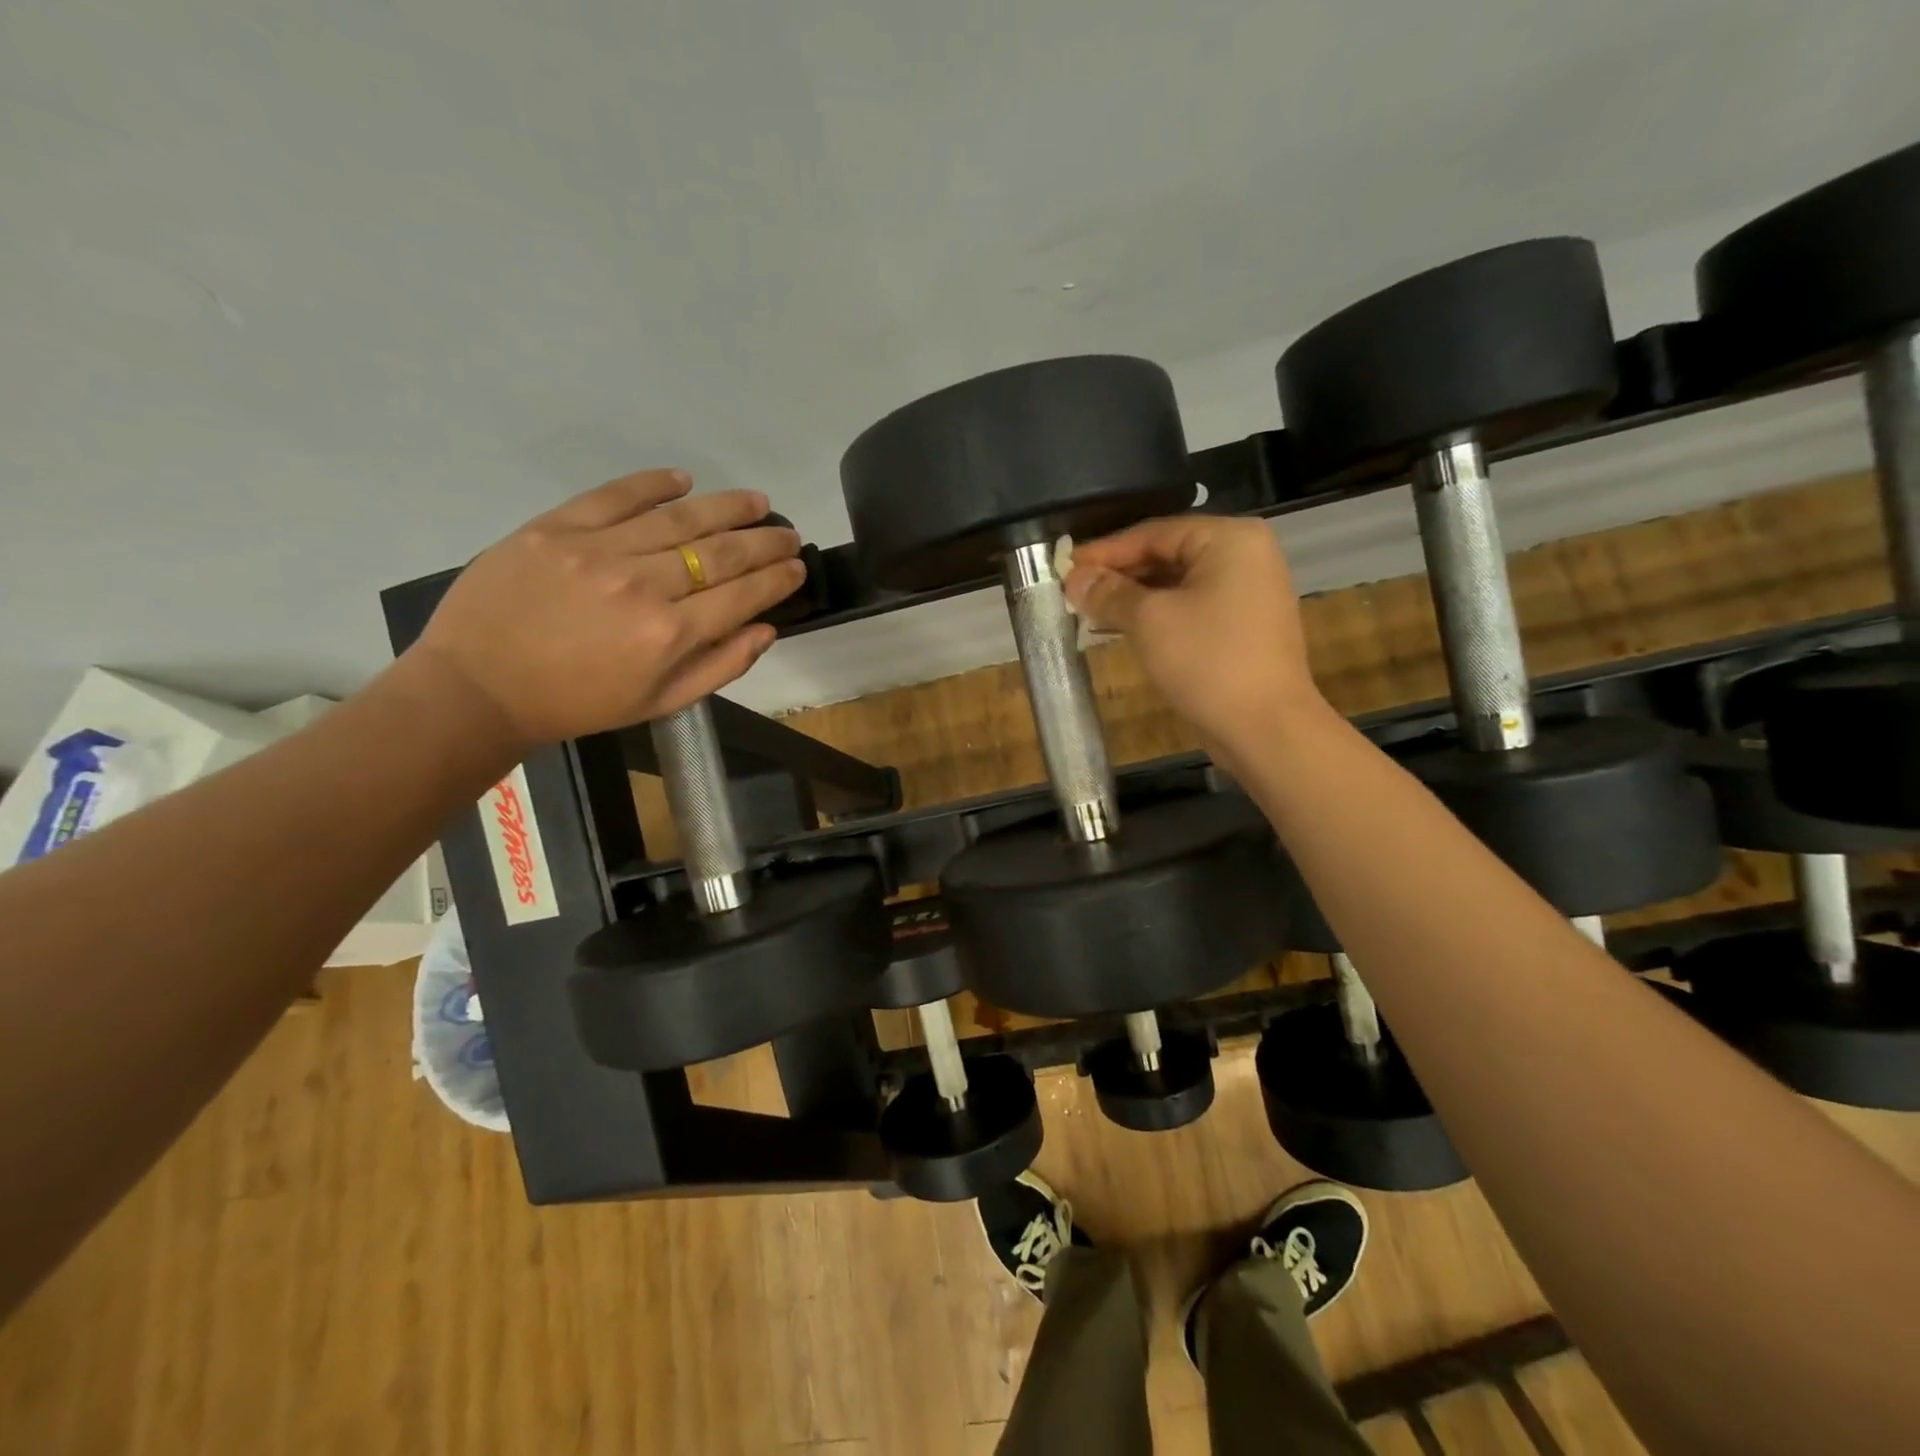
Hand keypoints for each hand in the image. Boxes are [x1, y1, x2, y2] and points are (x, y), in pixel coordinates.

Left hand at [407, 470, 804, 748]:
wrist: (477, 688)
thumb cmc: (578, 704)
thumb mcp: (658, 703)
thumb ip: (719, 667)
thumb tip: (766, 630)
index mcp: (669, 634)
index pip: (742, 595)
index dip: (777, 578)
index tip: (798, 566)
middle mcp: (642, 585)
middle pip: (719, 552)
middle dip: (764, 541)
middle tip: (788, 532)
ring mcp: (597, 550)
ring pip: (678, 518)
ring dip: (726, 507)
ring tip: (756, 501)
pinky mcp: (555, 527)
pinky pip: (615, 496)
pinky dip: (653, 484)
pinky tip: (683, 480)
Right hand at [1065, 516, 1328, 751]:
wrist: (1265, 728)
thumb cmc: (1207, 661)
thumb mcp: (1149, 621)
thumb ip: (1108, 592)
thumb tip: (1074, 578)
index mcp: (1229, 539)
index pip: (1153, 532)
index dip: (1104, 551)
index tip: (1064, 567)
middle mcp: (1244, 556)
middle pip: (1166, 554)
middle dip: (1118, 575)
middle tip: (1073, 593)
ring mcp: (1247, 593)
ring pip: (1176, 584)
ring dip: (1132, 598)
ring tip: (1088, 612)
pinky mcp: (1242, 626)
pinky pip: (1190, 608)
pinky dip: (1156, 615)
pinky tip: (1120, 629)